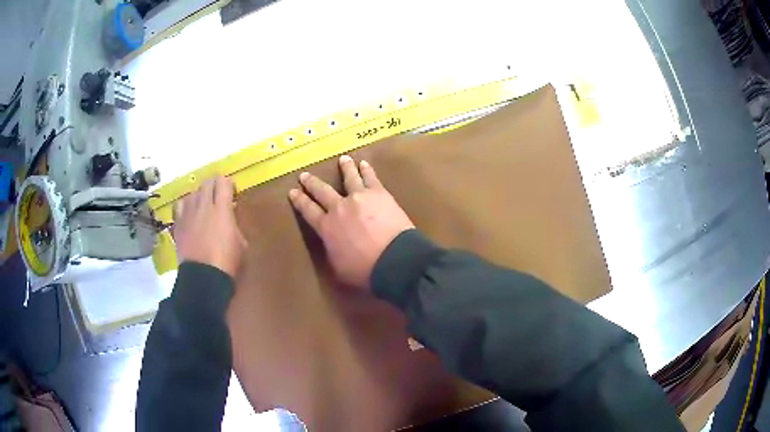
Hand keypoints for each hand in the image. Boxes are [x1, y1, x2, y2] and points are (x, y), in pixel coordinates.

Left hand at [173, 176, 246, 278]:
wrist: (203, 279)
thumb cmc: (227, 263)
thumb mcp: (241, 243)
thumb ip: (235, 224)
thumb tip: (231, 217)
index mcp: (222, 209)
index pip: (223, 181)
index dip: (229, 185)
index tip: (233, 195)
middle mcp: (203, 205)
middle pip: (207, 182)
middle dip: (215, 186)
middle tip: (219, 198)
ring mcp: (188, 213)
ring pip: (193, 192)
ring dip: (200, 196)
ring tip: (204, 207)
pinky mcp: (178, 223)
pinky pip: (180, 205)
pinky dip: (186, 205)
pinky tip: (190, 213)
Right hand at [289, 155, 414, 289]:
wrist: (394, 259)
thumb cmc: (364, 270)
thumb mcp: (339, 267)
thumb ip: (332, 250)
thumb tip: (332, 242)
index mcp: (327, 227)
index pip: (308, 211)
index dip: (299, 201)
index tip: (293, 192)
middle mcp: (339, 207)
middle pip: (322, 191)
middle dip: (312, 183)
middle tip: (304, 175)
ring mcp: (359, 197)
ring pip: (349, 177)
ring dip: (344, 167)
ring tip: (342, 159)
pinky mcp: (378, 193)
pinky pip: (370, 177)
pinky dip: (366, 169)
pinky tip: (364, 163)